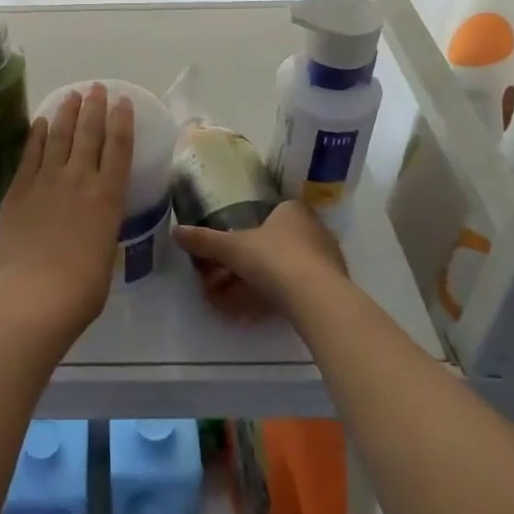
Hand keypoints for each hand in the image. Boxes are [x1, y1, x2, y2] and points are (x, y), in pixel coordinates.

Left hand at [0, 84, 134, 338]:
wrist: (36, 293)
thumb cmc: (82, 287)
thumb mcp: (106, 254)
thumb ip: (101, 228)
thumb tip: (94, 223)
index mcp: (108, 196)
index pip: (119, 148)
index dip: (122, 121)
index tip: (122, 102)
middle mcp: (80, 179)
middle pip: (89, 133)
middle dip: (94, 106)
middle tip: (96, 87)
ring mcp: (47, 180)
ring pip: (59, 135)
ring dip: (67, 112)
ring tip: (72, 94)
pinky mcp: (20, 188)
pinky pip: (31, 153)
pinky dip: (37, 134)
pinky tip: (41, 121)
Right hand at [175, 200, 348, 320]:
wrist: (316, 298)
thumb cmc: (273, 259)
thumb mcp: (232, 248)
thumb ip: (205, 240)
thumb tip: (175, 231)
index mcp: (293, 210)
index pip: (278, 209)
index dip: (260, 222)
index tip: (244, 238)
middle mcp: (316, 227)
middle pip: (288, 236)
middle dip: (268, 250)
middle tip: (246, 266)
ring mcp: (330, 257)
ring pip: (299, 261)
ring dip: (281, 272)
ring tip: (257, 289)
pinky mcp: (337, 284)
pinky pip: (309, 282)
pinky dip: (293, 290)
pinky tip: (276, 304)